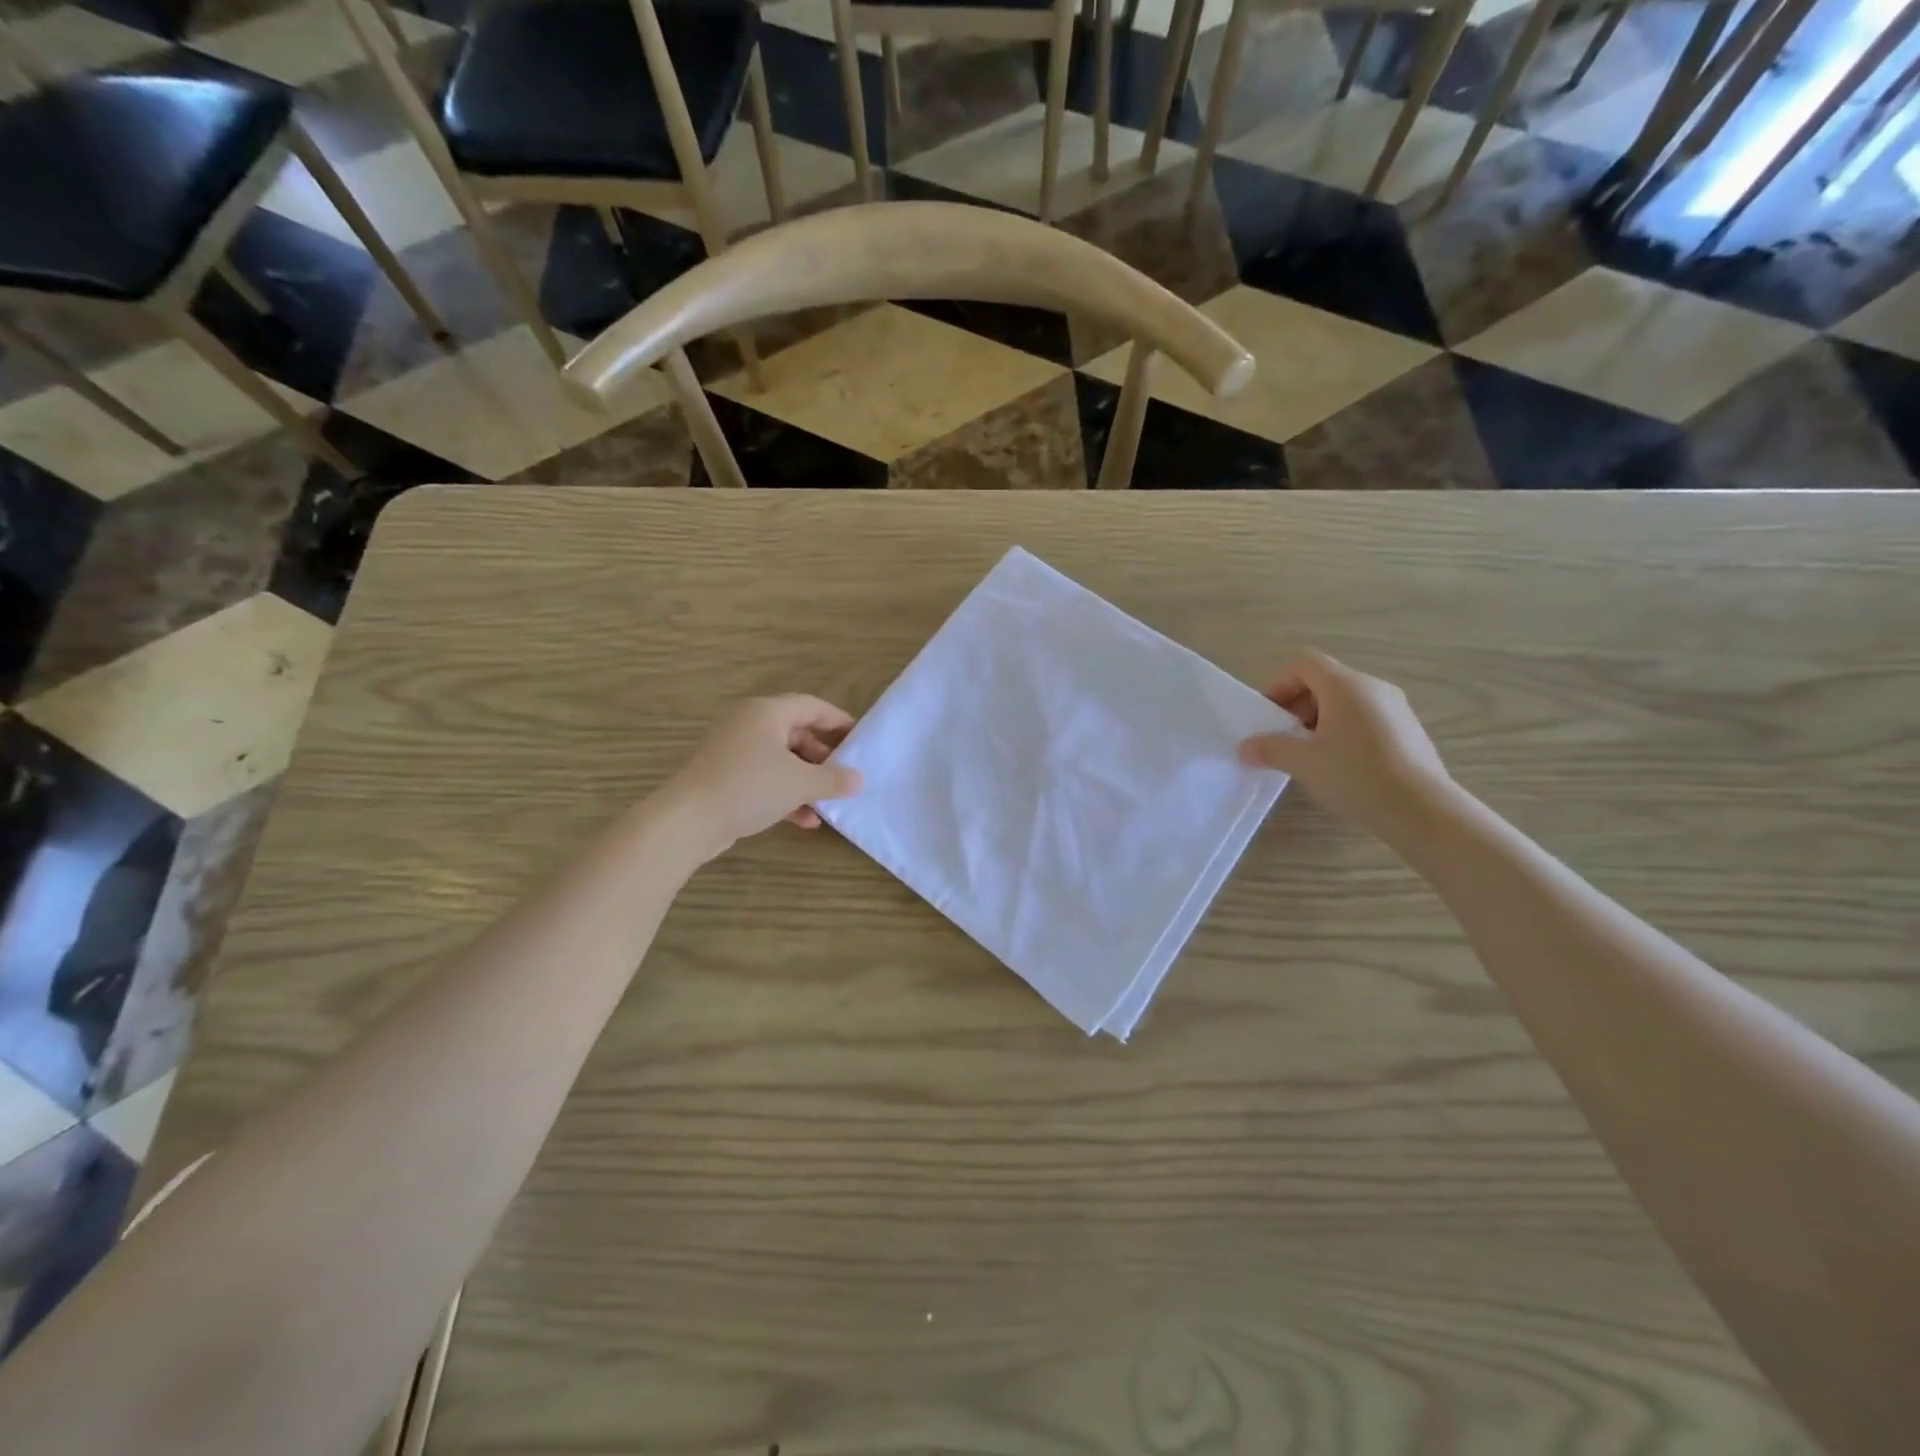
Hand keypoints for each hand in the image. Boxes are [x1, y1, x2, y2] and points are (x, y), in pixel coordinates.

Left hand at [665, 696, 862, 860]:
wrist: (690, 819)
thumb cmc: (750, 787)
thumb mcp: (800, 783)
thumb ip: (834, 779)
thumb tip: (859, 779)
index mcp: (767, 713)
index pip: (812, 706)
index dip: (838, 720)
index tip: (859, 737)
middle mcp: (750, 725)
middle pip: (796, 733)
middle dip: (823, 757)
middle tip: (844, 775)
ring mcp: (735, 751)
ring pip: (781, 760)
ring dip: (806, 781)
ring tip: (827, 802)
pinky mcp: (726, 777)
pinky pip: (765, 778)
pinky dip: (786, 794)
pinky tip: (804, 820)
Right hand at [1238, 652, 1450, 845]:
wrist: (1422, 810)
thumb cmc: (1357, 776)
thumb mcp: (1304, 763)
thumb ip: (1271, 749)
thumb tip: (1245, 747)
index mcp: (1346, 686)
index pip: (1304, 663)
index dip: (1278, 684)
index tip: (1268, 716)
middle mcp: (1374, 688)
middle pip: (1324, 681)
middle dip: (1297, 705)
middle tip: (1284, 738)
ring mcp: (1396, 708)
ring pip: (1346, 701)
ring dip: (1319, 720)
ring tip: (1310, 756)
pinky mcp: (1409, 731)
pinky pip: (1366, 718)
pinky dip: (1344, 732)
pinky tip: (1341, 766)